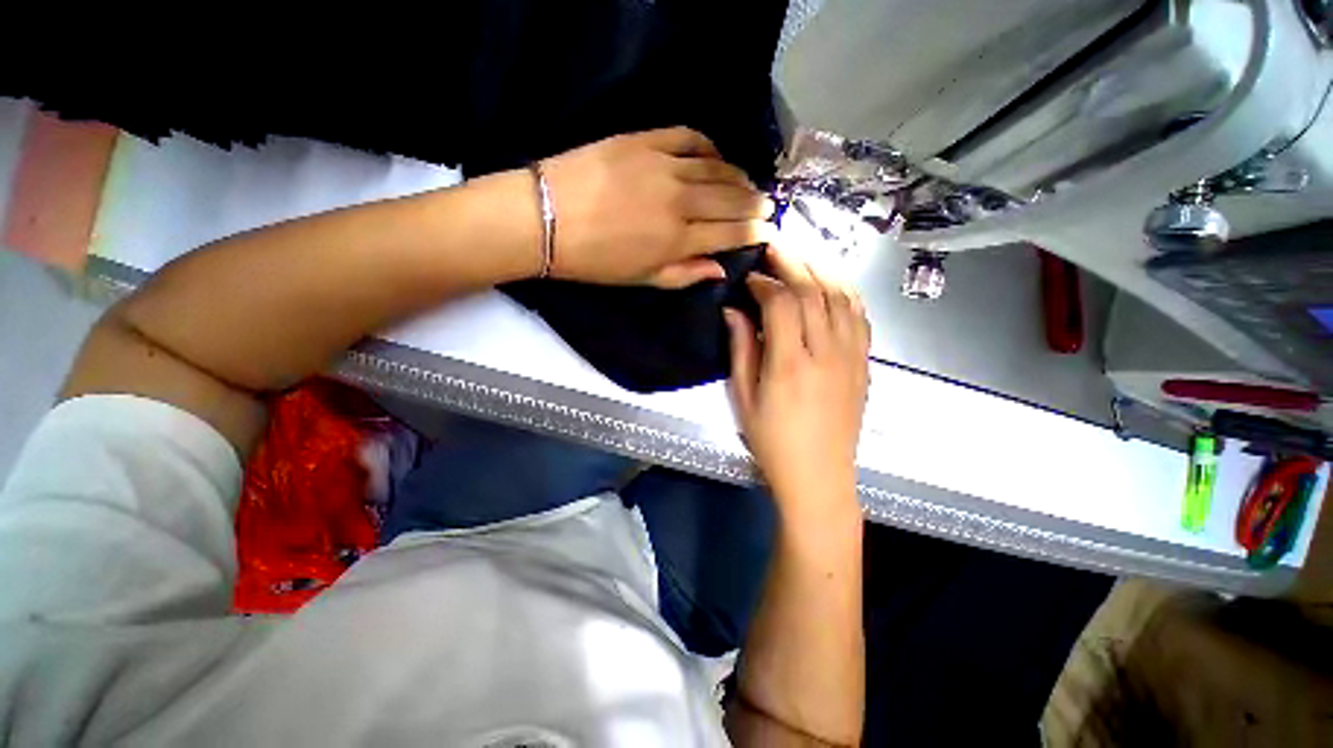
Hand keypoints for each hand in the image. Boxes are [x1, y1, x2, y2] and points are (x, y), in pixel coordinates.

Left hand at [541, 127, 776, 288]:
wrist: (546, 218)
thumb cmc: (594, 260)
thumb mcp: (642, 279)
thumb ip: (685, 274)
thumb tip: (722, 269)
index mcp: (678, 240)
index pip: (731, 233)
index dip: (755, 231)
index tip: (769, 229)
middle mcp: (680, 202)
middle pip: (732, 199)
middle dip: (755, 203)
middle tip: (767, 205)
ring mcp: (663, 166)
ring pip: (718, 168)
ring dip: (739, 176)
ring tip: (748, 183)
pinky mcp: (644, 140)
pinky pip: (689, 137)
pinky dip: (709, 147)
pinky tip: (716, 156)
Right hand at [725, 246, 870, 518]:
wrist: (820, 477)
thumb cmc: (773, 442)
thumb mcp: (744, 399)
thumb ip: (741, 350)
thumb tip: (733, 311)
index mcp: (790, 364)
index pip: (781, 302)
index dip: (765, 282)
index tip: (750, 278)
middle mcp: (826, 353)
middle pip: (814, 290)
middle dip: (793, 261)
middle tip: (775, 245)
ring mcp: (852, 357)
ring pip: (843, 295)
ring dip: (822, 268)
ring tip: (802, 255)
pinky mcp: (864, 364)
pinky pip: (860, 315)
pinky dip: (845, 291)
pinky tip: (832, 283)